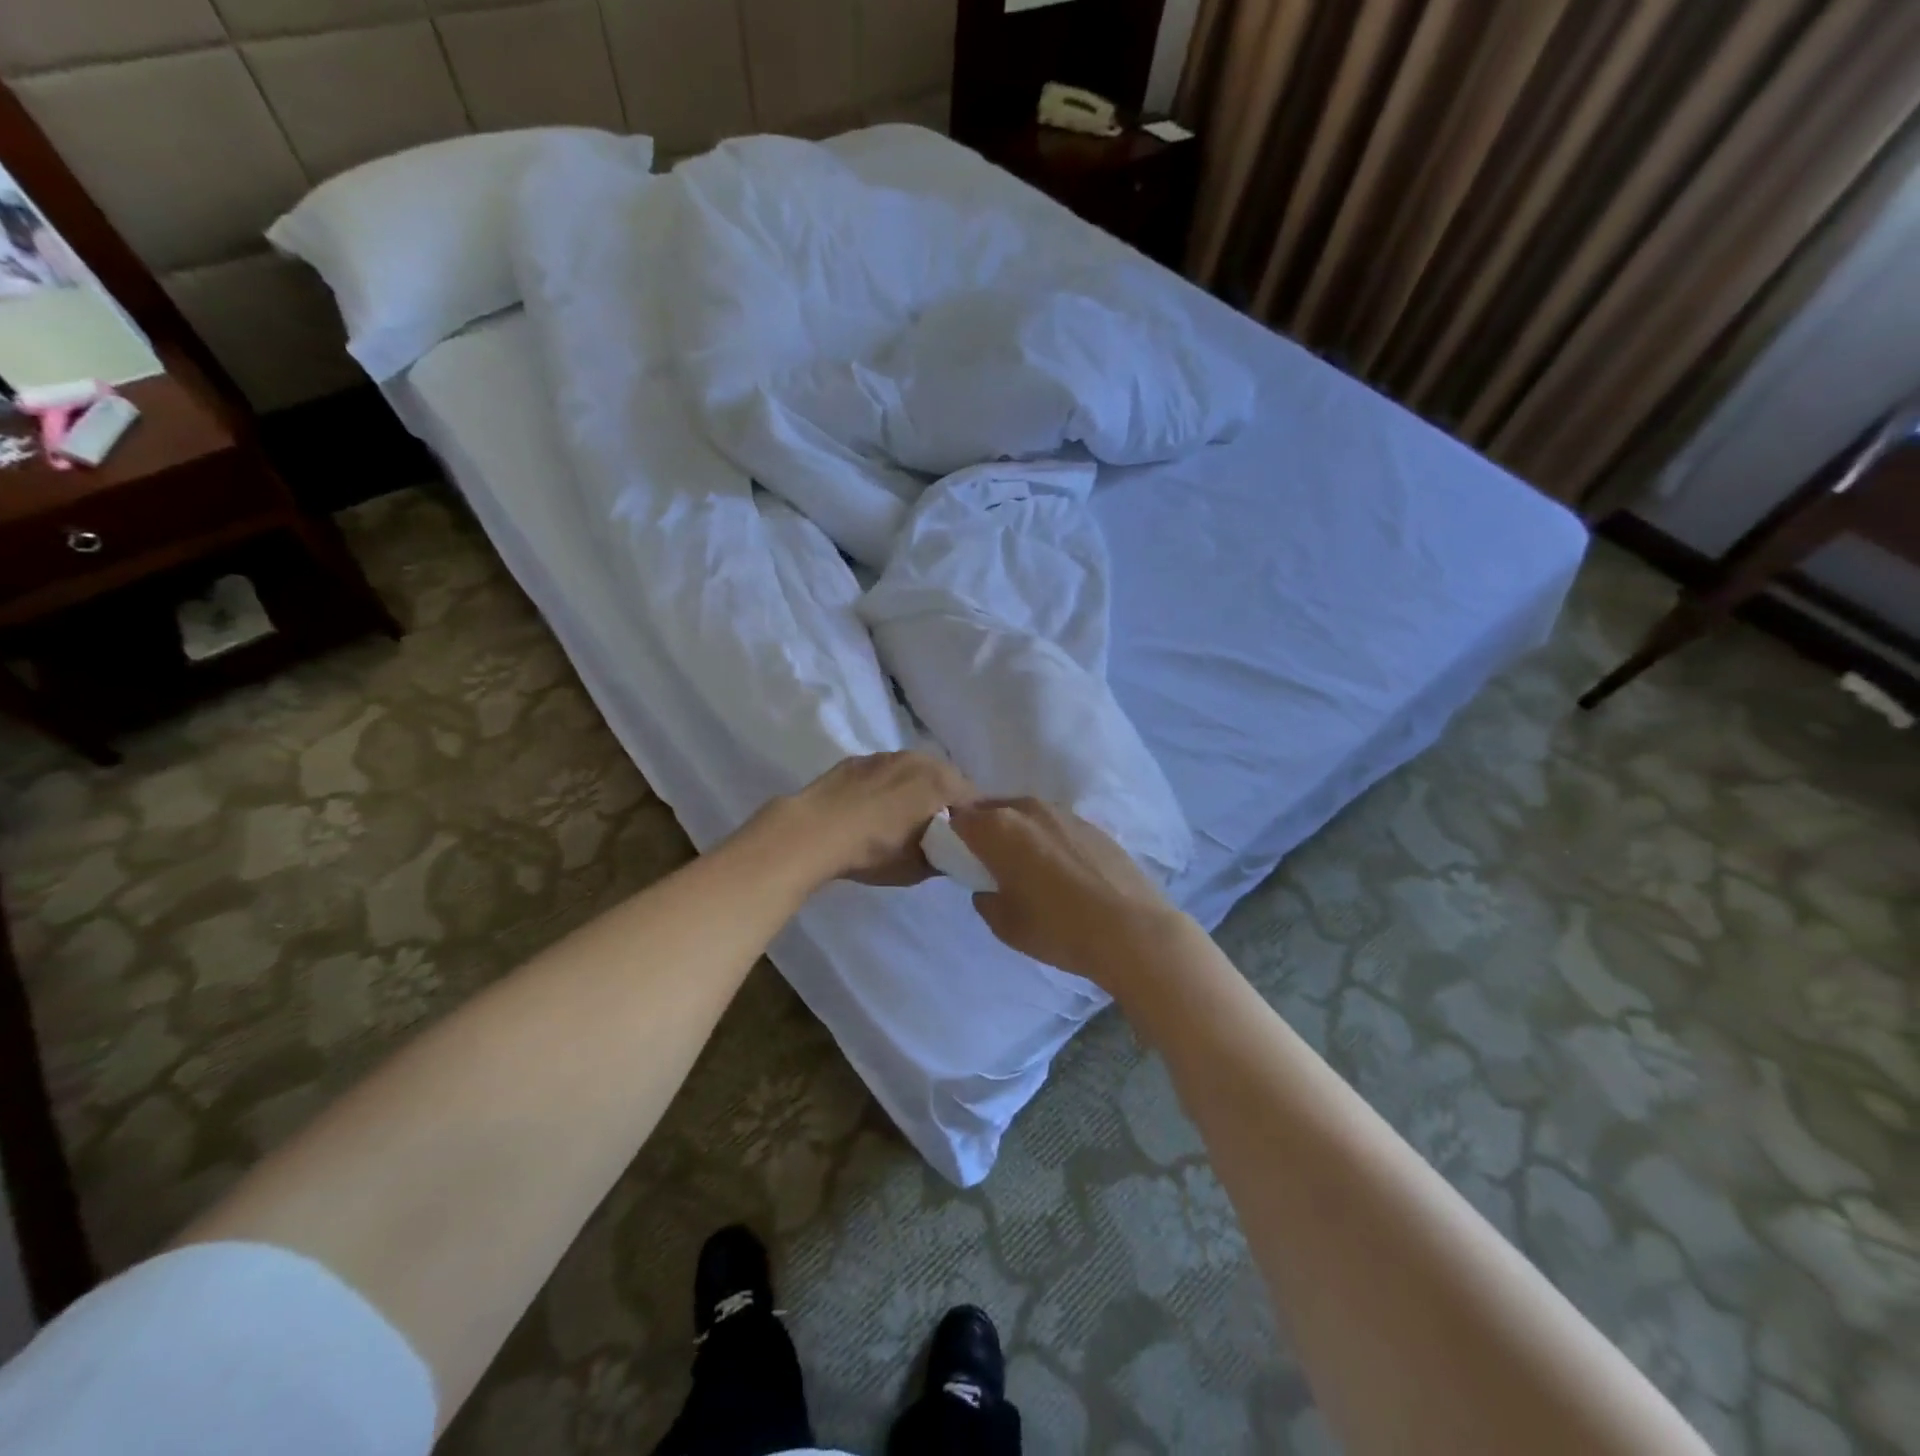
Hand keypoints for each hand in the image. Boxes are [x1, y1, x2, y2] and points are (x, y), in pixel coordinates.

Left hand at [777, 752, 977, 886]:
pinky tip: (872, 807)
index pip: (975, 798)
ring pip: (915, 771)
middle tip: (936, 828)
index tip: (967, 838)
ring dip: (916, 788)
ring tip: (902, 816)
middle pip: (946, 778)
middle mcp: (919, 760)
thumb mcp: (918, 867)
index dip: (975, 819)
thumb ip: (945, 857)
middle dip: (946, 800)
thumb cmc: (874, 851)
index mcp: (941, 782)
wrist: (813, 832)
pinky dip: (888, 785)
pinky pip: (885, 771)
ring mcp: (886, 755)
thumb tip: (953, 853)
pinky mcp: (857, 760)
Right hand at [950, 798, 1190, 987]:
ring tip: (1024, 864)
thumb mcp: (1005, 925)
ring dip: (1017, 831)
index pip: (958, 818)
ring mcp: (1063, 813)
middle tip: (988, 861)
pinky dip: (1047, 838)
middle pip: (992, 809)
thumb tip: (988, 888)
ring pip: (1026, 814)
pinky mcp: (1091, 825)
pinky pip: (1055, 825)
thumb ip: (985, 900)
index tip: (958, 858)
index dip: (952, 836)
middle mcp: (1028, 810)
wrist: (1131, 929)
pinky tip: (1060, 868)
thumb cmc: (1057, 928)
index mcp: (997, 828)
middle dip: (984, 829)